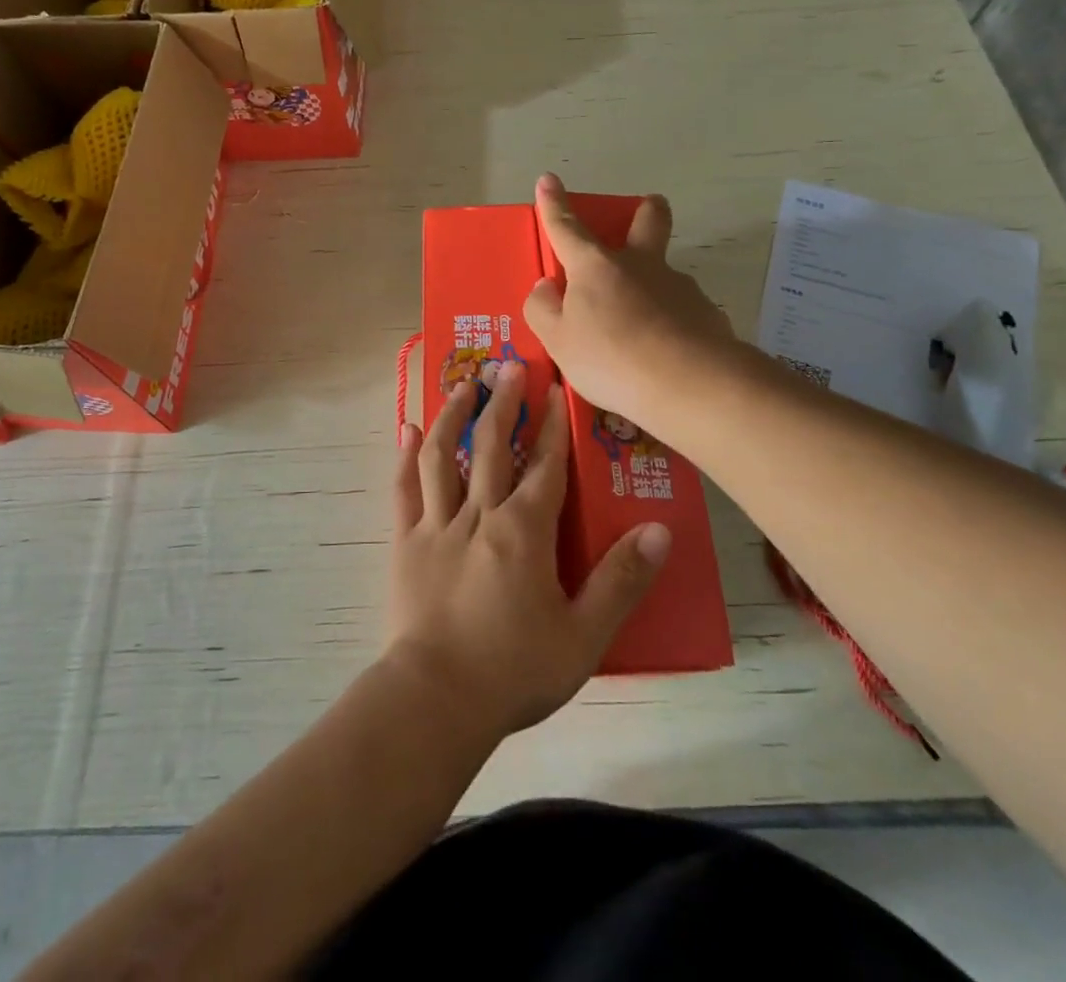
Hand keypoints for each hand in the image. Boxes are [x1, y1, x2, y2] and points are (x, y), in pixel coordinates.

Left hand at [385, 362, 670, 741]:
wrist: (437, 699)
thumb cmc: (515, 670)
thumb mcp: (584, 635)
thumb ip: (621, 581)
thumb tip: (660, 530)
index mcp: (523, 532)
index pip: (543, 466)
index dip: (552, 425)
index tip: (556, 387)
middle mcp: (479, 515)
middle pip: (491, 446)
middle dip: (503, 403)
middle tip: (509, 366)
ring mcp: (436, 525)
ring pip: (443, 456)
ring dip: (453, 416)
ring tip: (462, 385)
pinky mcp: (406, 542)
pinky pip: (404, 489)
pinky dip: (405, 456)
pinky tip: (406, 429)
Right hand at [524, 173, 740, 444]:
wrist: (690, 384)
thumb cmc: (610, 358)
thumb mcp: (558, 340)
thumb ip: (544, 310)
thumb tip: (546, 286)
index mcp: (595, 267)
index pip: (567, 228)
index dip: (554, 205)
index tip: (549, 179)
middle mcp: (640, 265)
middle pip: (648, 222)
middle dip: (644, 210)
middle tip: (643, 212)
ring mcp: (679, 287)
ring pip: (665, 274)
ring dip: (653, 287)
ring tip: (639, 334)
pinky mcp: (706, 314)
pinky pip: (682, 312)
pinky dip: (671, 325)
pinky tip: (665, 356)